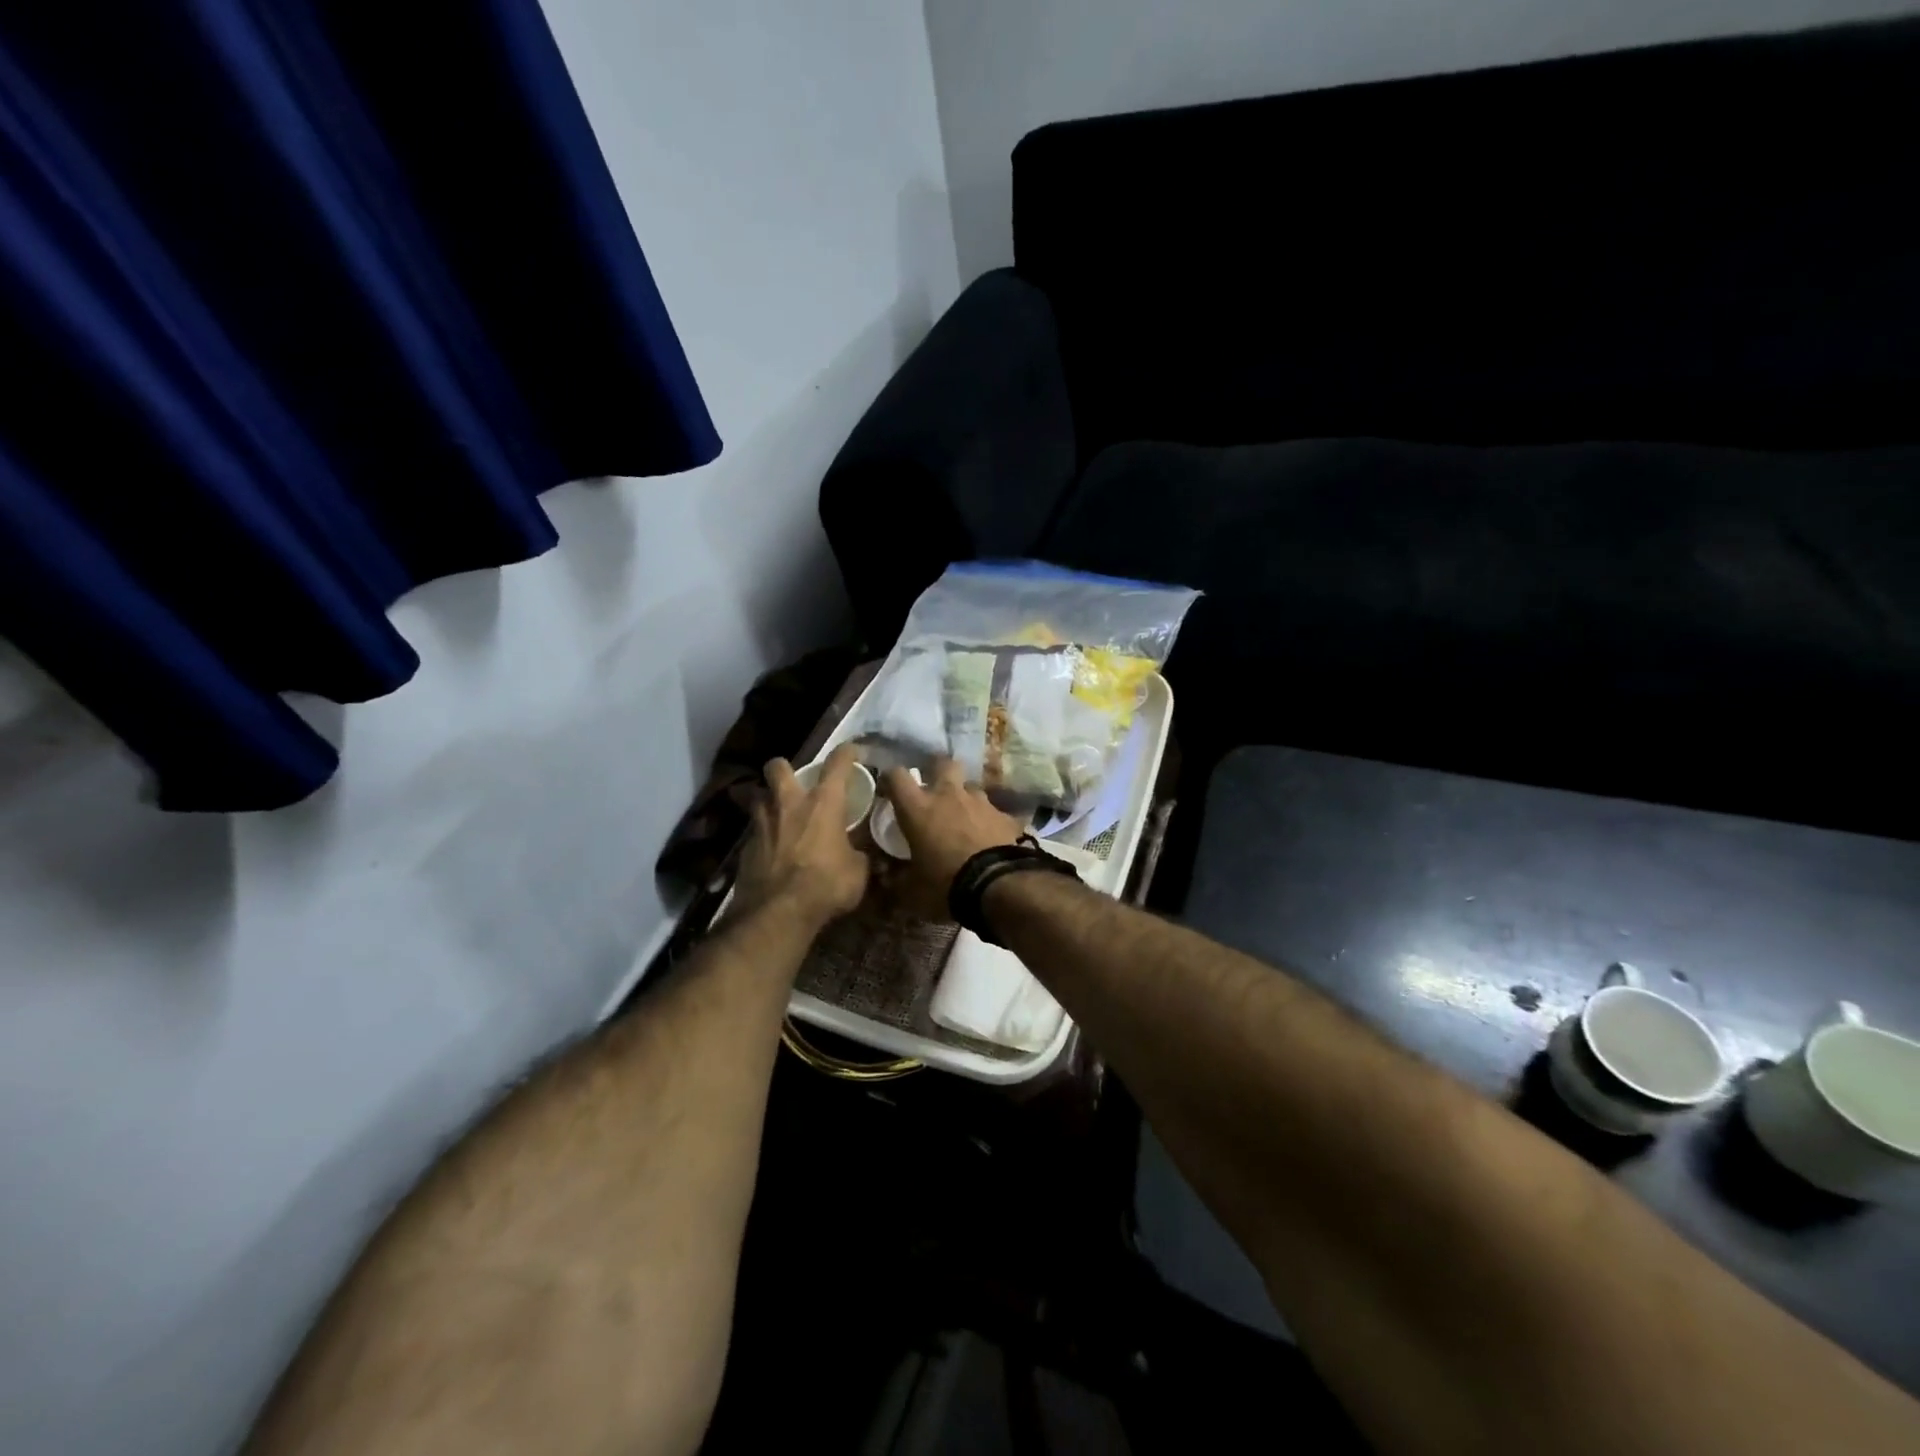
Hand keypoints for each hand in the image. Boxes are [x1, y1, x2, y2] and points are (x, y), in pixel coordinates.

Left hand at [734, 745, 869, 929]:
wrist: (778, 913)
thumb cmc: (826, 885)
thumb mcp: (857, 871)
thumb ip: (858, 854)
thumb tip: (859, 853)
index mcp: (824, 802)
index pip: (837, 763)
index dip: (846, 752)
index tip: (852, 751)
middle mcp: (790, 804)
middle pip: (778, 767)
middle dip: (784, 768)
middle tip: (794, 783)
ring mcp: (762, 823)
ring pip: (757, 796)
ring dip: (767, 800)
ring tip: (778, 815)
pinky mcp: (745, 847)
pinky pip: (753, 831)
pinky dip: (762, 836)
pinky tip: (770, 850)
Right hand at [877, 757, 1023, 918]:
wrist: (997, 886)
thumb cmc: (945, 883)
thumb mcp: (913, 890)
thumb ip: (898, 881)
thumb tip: (888, 881)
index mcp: (918, 808)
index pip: (897, 775)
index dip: (891, 778)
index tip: (890, 788)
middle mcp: (948, 795)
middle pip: (943, 763)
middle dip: (938, 771)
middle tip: (935, 788)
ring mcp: (980, 802)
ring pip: (971, 787)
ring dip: (965, 798)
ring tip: (964, 818)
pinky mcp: (1004, 815)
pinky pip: (993, 812)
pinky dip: (988, 821)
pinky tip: (989, 837)